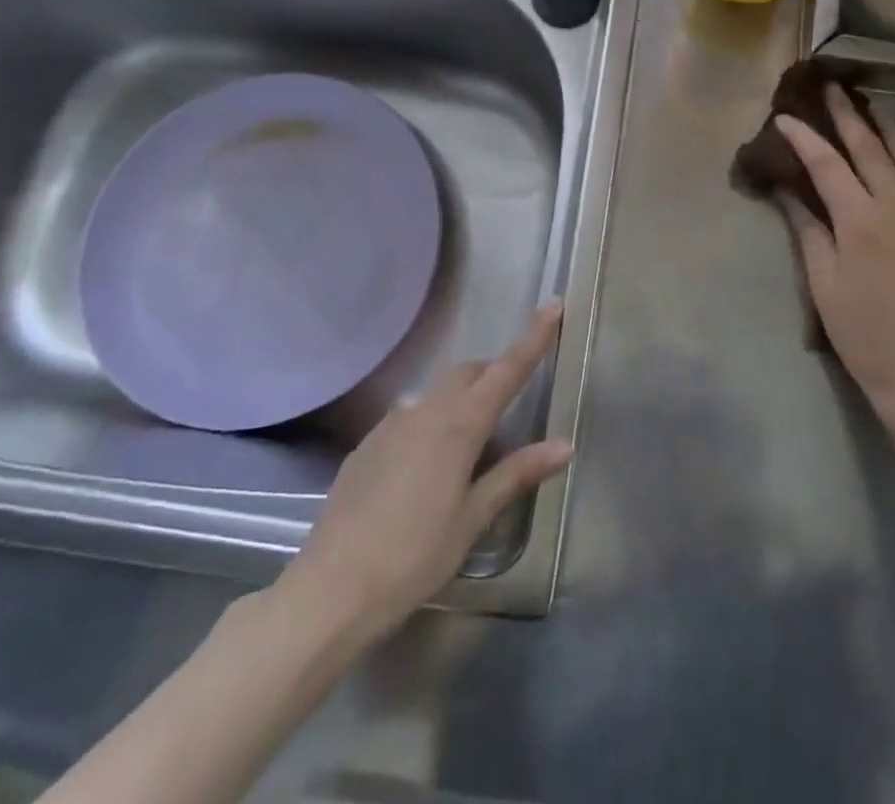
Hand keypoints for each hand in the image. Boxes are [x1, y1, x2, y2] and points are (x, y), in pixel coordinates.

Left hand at [271, 304, 572, 643]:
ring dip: (462, 398)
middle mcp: (425, 411)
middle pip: (469, 373)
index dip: (534, 337)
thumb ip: (516, 474)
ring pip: (437, 392)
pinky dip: (431, 422)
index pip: (507, 369)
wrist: (330, 590)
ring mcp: (391, 424)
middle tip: (513, 404)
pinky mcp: (366, 445)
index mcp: (459, 425)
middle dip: (494, 374)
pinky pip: (409, 416)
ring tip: (472, 444)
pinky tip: (427, 466)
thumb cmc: (413, 557)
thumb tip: (564, 445)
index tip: (553, 305)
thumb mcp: (472, 518)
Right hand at [775, 85, 894, 420]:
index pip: (826, 165)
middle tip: (833, 88)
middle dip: (847, 116)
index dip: (803, 138)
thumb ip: (808, 230)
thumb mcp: (823, 283)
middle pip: (868, 149)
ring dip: (886, 126)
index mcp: (859, 221)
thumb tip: (787, 190)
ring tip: (871, 102)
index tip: (785, 117)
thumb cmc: (862, 332)